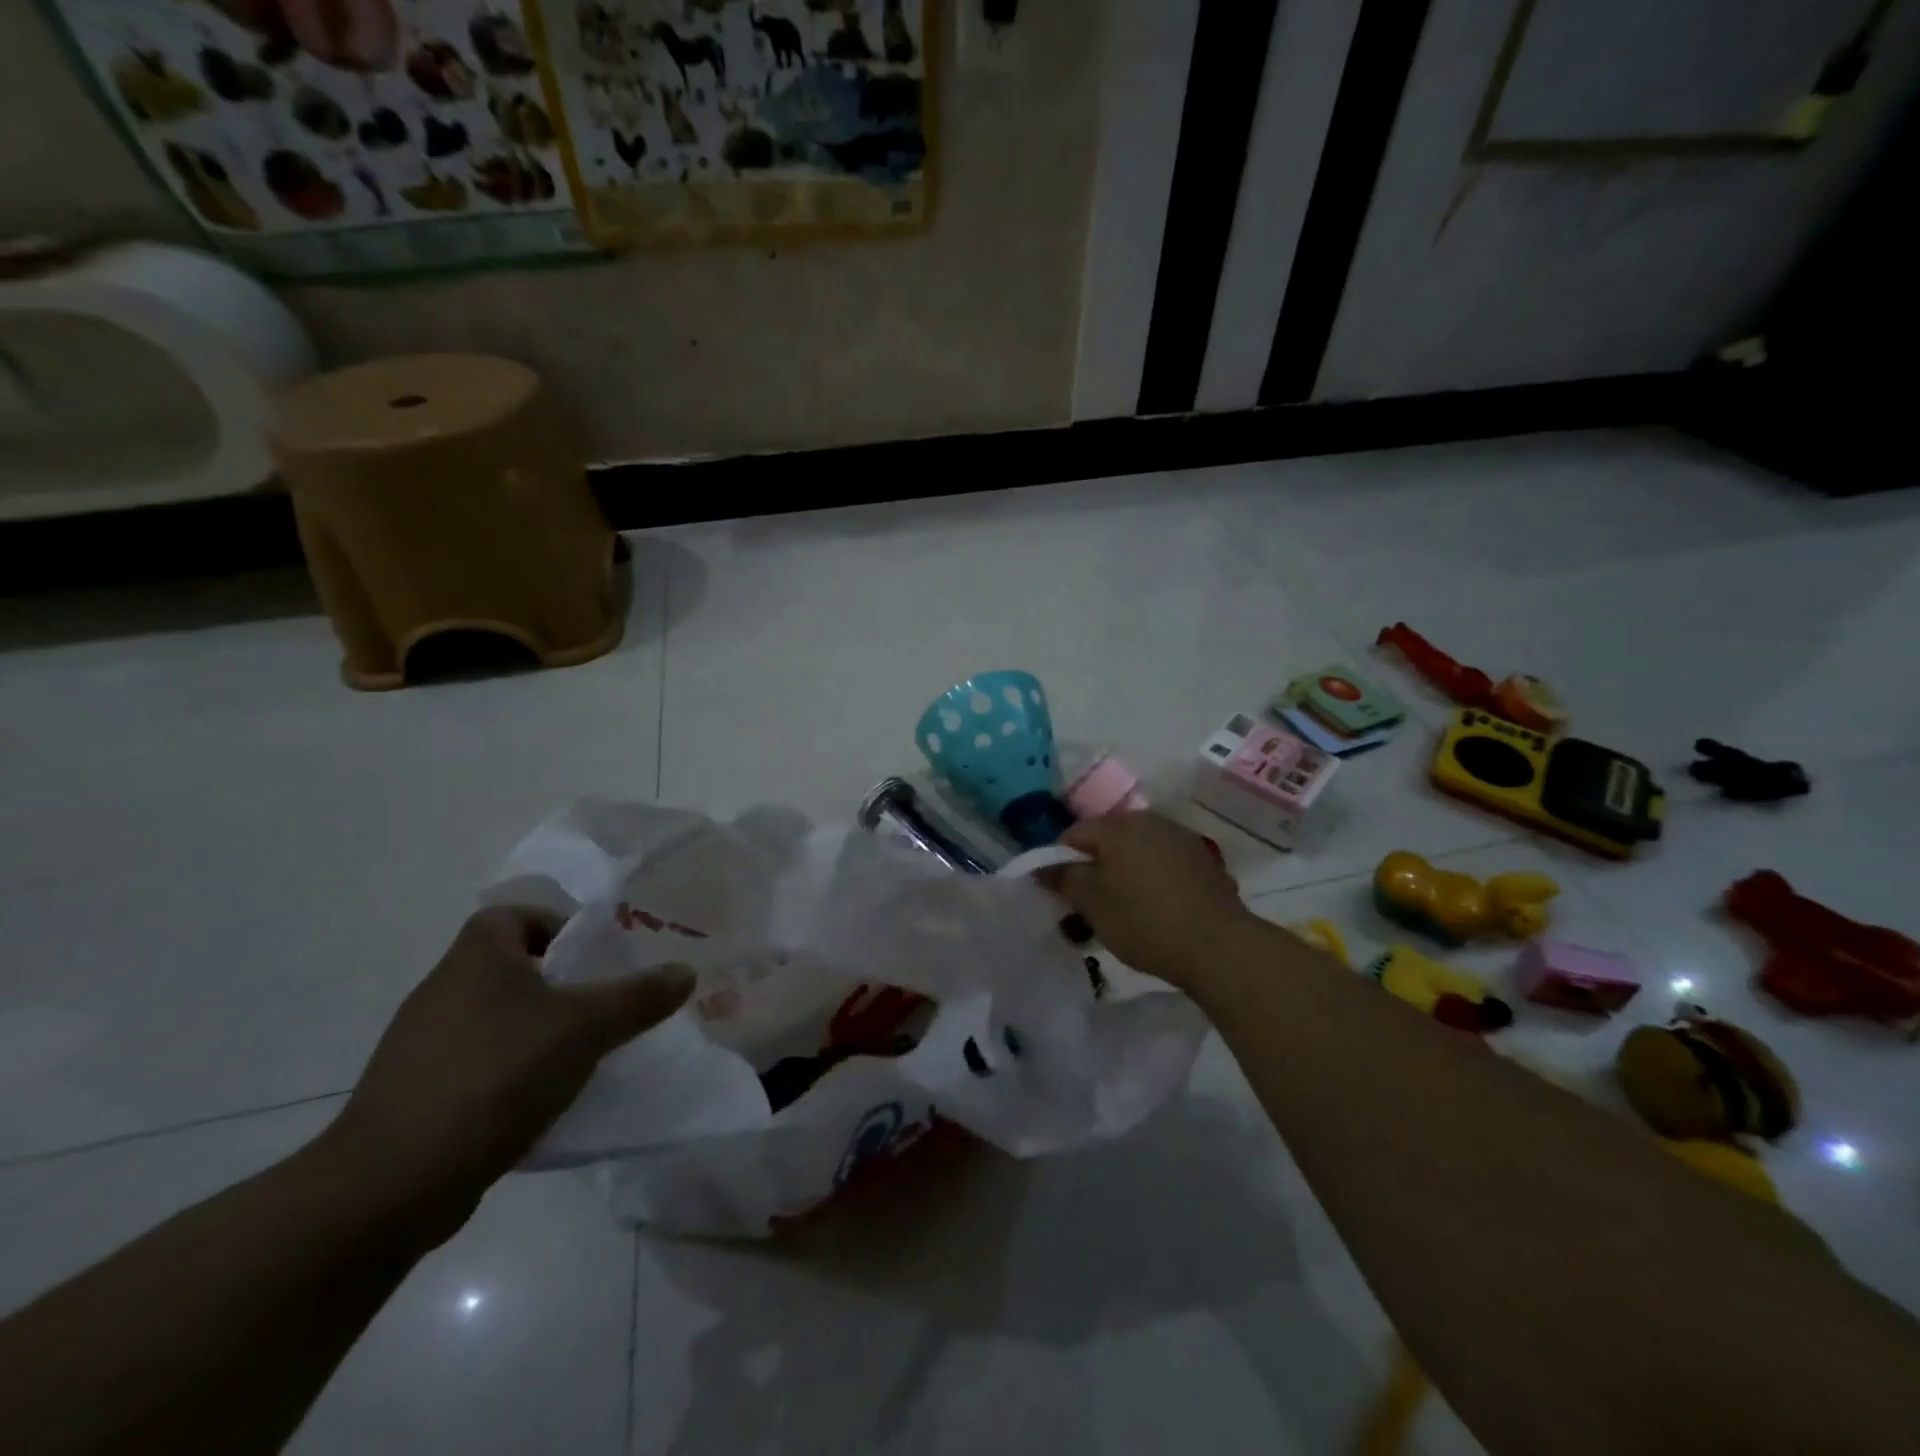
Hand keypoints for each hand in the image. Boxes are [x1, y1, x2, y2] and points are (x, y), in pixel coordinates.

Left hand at [319, 906, 693, 1243]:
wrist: (390, 1184)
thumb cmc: (495, 1076)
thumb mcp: (585, 1029)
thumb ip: (638, 997)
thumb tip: (685, 972)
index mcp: (475, 958)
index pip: (513, 915)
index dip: (555, 926)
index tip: (592, 960)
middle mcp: (442, 991)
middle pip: (509, 967)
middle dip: (558, 985)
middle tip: (601, 1008)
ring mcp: (421, 1046)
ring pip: (495, 1019)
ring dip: (536, 1031)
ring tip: (579, 1057)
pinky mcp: (415, 1094)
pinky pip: (476, 1064)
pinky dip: (509, 1073)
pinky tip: (539, 1102)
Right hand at [1053, 812, 1254, 989]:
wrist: (1220, 946)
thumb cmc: (1145, 921)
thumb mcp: (1093, 904)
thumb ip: (1064, 878)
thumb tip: (1044, 865)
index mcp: (1119, 826)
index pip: (1074, 833)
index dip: (1060, 861)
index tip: (1060, 893)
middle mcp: (1150, 821)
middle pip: (1108, 839)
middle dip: (1094, 867)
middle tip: (1088, 905)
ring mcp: (1181, 839)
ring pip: (1137, 851)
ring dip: (1123, 873)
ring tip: (1122, 910)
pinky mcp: (1204, 861)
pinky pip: (1163, 864)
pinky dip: (1151, 879)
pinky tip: (1155, 909)